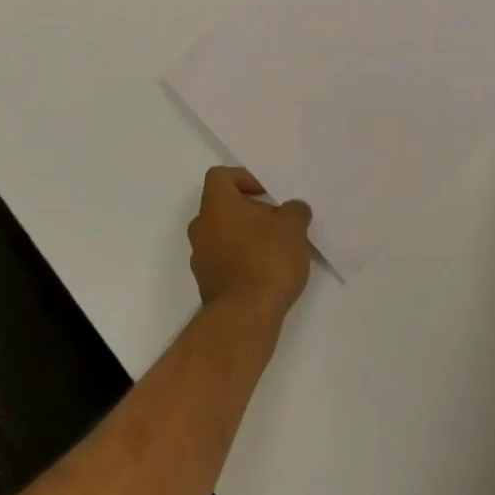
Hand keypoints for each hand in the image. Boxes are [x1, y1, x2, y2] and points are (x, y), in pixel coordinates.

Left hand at [189, 168, 313, 327]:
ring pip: (222, 235)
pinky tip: (266, 272)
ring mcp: (200, 258)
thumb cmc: (267, 260)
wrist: (245, 317)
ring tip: (275, 248)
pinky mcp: (207, 284)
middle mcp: (201, 227)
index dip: (244, 178)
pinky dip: (241, 260)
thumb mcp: (293, 227)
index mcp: (216, 205)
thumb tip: (293, 209)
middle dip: (249, 210)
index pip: (220, 176)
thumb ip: (294, 211)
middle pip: (222, 207)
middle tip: (276, 221)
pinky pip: (223, 260)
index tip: (266, 193)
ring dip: (245, 236)